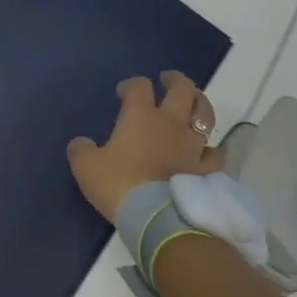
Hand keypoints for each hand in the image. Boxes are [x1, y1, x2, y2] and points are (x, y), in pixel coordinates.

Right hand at [67, 72, 221, 223]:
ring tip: (194, 103)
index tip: (122, 93)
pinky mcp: (205, 169)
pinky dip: (212, 149)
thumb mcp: (86, 167)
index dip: (131, 85)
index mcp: (140, 115)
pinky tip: (207, 150)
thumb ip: (81, 150)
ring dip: (200, 104)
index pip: (139, 86)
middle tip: (167, 80)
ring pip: (205, 114)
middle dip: (174, 80)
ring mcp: (192, 145)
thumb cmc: (119, 184)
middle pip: (182, 89)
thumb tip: (81, 144)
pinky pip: (215, 154)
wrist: (155, 216)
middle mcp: (170, 123)